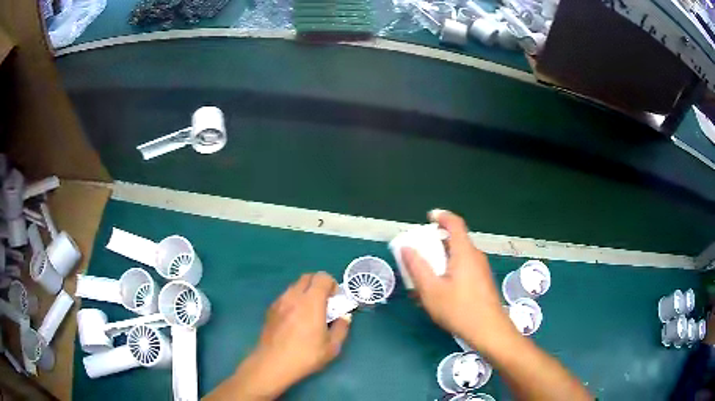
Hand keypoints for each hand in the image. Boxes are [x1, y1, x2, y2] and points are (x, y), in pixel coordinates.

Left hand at [209, 272, 350, 399]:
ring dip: (305, 292)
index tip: (335, 299)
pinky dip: (293, 300)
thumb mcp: (332, 347)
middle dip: (318, 285)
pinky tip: (295, 319)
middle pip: (307, 277)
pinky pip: (285, 296)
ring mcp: (279, 302)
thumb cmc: (305, 355)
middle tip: (324, 303)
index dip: (331, 284)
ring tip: (309, 312)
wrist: (273, 363)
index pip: (322, 277)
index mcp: (311, 302)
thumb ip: (341, 328)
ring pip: (294, 286)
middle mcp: (294, 296)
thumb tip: (344, 317)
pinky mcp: (270, 309)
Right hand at [402, 209, 516, 354]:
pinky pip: (463, 268)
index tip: (428, 217)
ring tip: (426, 276)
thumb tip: (406, 248)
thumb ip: (417, 267)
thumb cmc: (459, 309)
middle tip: (420, 253)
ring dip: (442, 260)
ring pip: (459, 256)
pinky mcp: (482, 282)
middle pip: (455, 240)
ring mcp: (481, 270)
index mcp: (464, 252)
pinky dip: (450, 270)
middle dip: (436, 243)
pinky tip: (440, 291)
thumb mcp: (431, 290)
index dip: (442, 216)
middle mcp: (475, 256)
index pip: (455, 224)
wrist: (488, 330)